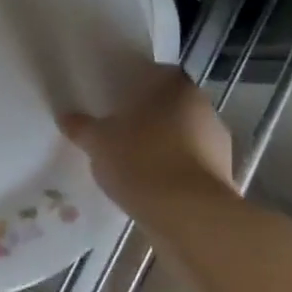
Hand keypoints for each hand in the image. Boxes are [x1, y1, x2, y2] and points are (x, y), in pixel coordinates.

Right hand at [60, 65, 234, 214]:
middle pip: (174, 105)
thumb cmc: (141, 161)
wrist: (189, 217)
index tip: (120, 97)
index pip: (159, 73)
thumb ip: (83, 127)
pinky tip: (153, 186)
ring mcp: (220, 145)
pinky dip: (176, 171)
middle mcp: (205, 109)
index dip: (140, 83)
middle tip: (121, 128)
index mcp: (176, 88)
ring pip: (186, 136)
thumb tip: (66, 117)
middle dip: (151, 116)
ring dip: (166, 145)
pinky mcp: (225, 179)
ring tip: (135, 161)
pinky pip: (193, 166)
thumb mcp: (99, 142)